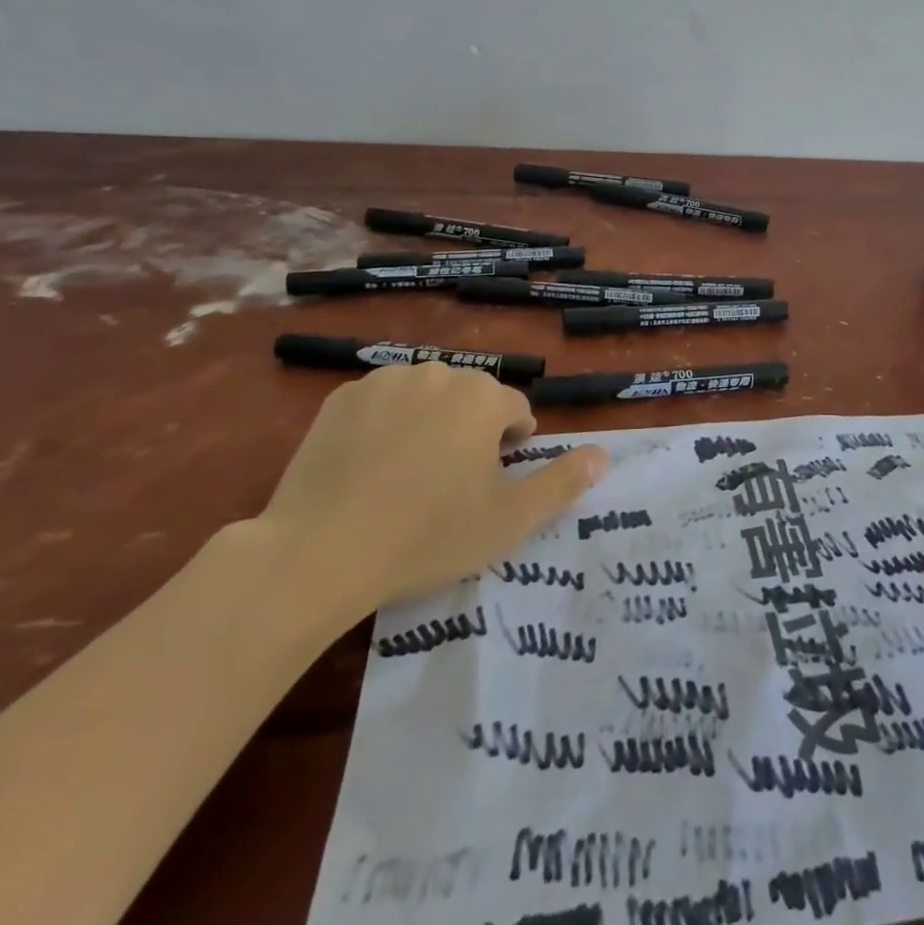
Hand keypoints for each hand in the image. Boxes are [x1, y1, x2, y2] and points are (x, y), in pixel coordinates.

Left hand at [257, 363, 607, 623]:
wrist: (320, 552)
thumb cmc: (428, 535)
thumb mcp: (509, 519)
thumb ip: (562, 482)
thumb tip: (603, 455)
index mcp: (483, 396)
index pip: (514, 411)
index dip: (509, 448)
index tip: (490, 486)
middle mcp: (439, 373)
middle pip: (470, 399)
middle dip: (469, 432)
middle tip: (448, 486)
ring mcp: (384, 380)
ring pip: (425, 397)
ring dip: (428, 424)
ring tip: (406, 478)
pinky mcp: (340, 398)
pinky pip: (380, 404)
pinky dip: (383, 425)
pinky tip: (367, 468)